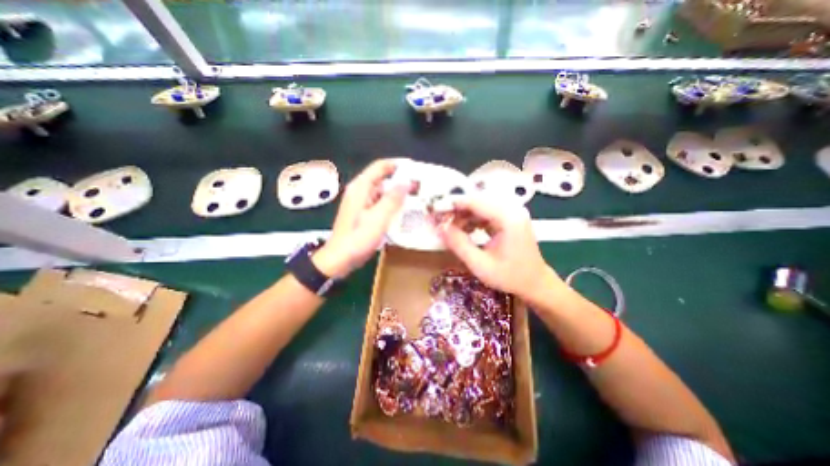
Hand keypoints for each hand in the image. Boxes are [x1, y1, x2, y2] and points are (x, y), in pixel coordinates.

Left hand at [313, 158, 409, 276]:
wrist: (340, 259)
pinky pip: (379, 203)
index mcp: (361, 187)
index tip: (415, 169)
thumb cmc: (358, 238)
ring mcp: (360, 202)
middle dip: (400, 181)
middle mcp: (359, 191)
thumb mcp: (378, 218)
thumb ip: (392, 199)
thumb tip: (406, 182)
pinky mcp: (362, 213)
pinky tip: (402, 211)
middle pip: (382, 179)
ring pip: (381, 192)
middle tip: (419, 187)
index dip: (398, 165)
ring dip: (397, 194)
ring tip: (415, 199)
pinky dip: (391, 204)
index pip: (380, 166)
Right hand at [436, 194, 564, 300]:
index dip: (453, 204)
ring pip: (481, 207)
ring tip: (450, 228)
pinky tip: (464, 230)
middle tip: (440, 221)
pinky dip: (472, 220)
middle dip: (457, 210)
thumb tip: (440, 228)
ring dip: (464, 215)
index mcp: (508, 218)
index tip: (435, 210)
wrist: (535, 283)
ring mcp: (512, 213)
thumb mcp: (480, 265)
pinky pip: (486, 213)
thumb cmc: (510, 277)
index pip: (475, 202)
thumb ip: (459, 245)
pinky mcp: (509, 219)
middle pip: (477, 201)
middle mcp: (511, 210)